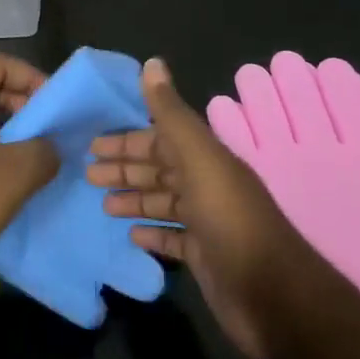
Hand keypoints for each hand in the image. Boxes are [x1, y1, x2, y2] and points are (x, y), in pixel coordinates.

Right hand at [88, 58, 333, 358]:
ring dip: (134, 199)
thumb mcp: (199, 158)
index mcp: (206, 158)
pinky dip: (152, 233)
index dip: (128, 139)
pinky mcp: (205, 258)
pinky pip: (172, 239)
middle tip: (87, 173)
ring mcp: (207, 223)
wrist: (272, 297)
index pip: (161, 139)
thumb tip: (152, 62)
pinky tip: (131, 235)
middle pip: (159, 169)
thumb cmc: (230, 220)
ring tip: (103, 204)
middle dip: (125, 168)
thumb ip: (172, 113)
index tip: (94, 143)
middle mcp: (207, 185)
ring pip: (163, 202)